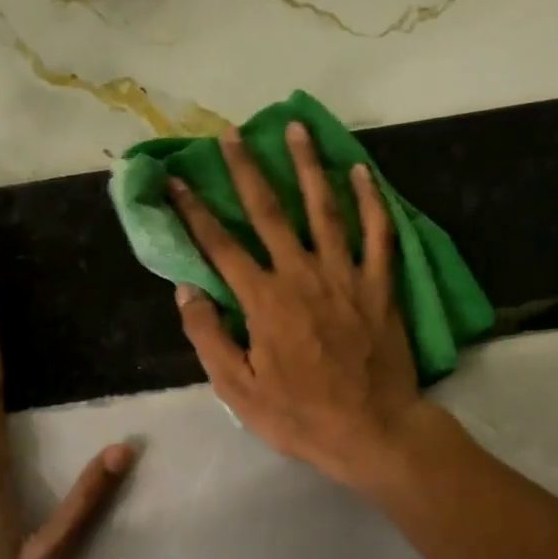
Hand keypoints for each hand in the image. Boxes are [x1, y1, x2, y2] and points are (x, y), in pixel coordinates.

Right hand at [168, 122, 441, 489]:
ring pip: (325, 209)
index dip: (194, 211)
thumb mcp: (239, 390)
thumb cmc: (301, 416)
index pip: (221, 246)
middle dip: (247, 169)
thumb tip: (187, 291)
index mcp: (264, 301)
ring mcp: (346, 276)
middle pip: (270, 212)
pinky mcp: (381, 285)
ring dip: (308, 165)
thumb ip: (209, 338)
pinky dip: (371, 201)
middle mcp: (302, 275)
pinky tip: (362, 171)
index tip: (176, 180)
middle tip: (232, 133)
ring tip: (296, 128)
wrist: (373, 430)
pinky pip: (379, 234)